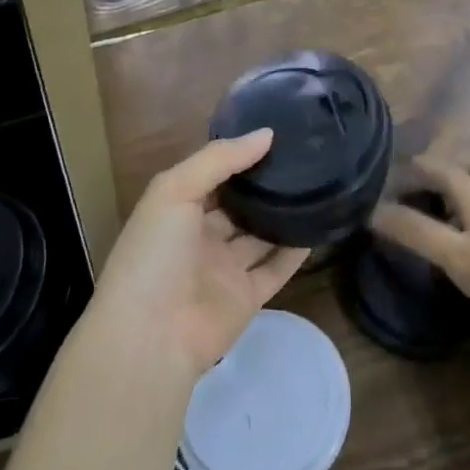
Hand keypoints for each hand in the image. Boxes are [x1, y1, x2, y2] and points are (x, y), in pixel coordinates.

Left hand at [92, 129, 305, 375]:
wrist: (151, 336)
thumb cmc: (155, 254)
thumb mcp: (174, 190)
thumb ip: (219, 159)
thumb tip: (267, 134)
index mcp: (176, 211)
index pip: (211, 176)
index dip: (238, 156)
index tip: (275, 133)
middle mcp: (200, 238)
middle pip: (238, 206)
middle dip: (264, 185)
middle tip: (304, 155)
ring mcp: (224, 270)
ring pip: (260, 236)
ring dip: (283, 215)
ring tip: (318, 184)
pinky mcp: (247, 297)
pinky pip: (276, 269)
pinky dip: (296, 251)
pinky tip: (319, 226)